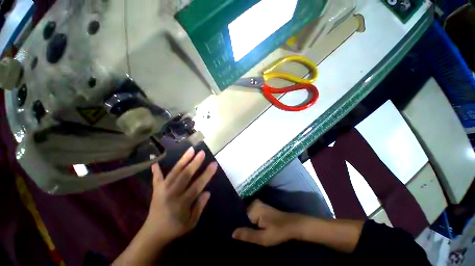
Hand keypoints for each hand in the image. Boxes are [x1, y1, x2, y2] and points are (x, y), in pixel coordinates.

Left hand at [144, 147, 217, 241]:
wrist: (153, 234)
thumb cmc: (175, 228)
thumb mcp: (191, 222)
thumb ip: (199, 207)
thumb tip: (207, 191)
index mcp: (182, 203)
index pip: (197, 186)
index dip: (206, 174)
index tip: (214, 164)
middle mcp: (172, 194)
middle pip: (184, 176)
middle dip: (194, 163)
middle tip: (202, 152)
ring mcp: (162, 191)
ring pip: (174, 173)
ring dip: (183, 160)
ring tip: (190, 150)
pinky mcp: (156, 190)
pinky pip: (157, 179)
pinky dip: (157, 171)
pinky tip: (155, 162)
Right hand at [232, 200, 304, 246]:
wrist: (292, 225)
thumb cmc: (278, 231)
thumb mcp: (263, 238)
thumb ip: (248, 235)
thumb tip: (232, 233)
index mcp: (253, 208)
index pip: (238, 213)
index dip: (234, 221)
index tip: (229, 228)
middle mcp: (254, 203)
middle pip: (242, 212)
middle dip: (239, 221)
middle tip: (234, 231)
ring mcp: (258, 204)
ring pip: (246, 212)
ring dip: (243, 220)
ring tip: (239, 229)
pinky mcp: (261, 207)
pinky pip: (251, 212)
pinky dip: (249, 219)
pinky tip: (247, 226)